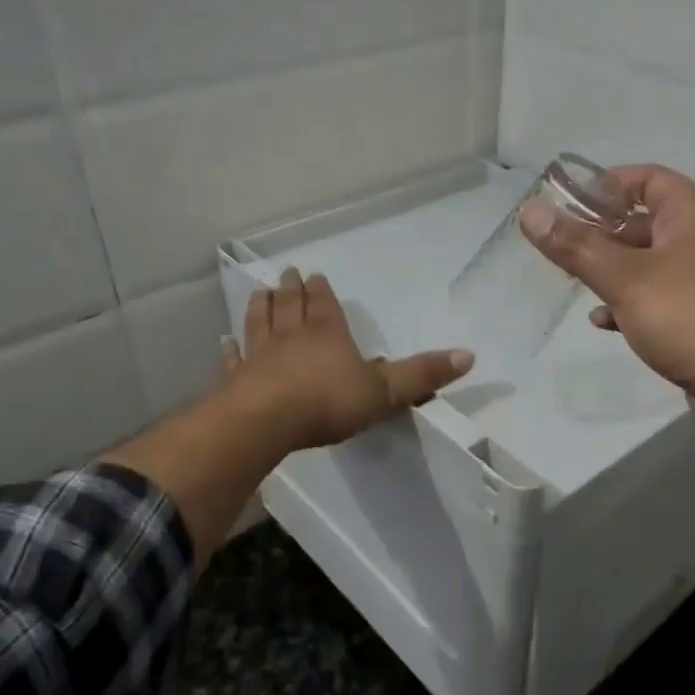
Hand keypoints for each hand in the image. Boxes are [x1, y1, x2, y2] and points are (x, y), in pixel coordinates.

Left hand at [224, 266, 473, 452]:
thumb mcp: (385, 390)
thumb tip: (469, 354)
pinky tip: (225, 342)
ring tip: (260, 292)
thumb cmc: (328, 402)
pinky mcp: (236, 380)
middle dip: (290, 290)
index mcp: (327, 333)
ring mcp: (259, 356)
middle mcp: (291, 337)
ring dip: (260, 307)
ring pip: (259, 324)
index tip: (313, 275)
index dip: (320, 291)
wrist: (266, 422)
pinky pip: (233, 359)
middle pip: (290, 306)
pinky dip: (230, 350)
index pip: (325, 305)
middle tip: (286, 273)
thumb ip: (422, 374)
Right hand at [520, 164, 694, 424]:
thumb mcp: (625, 278)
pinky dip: (627, 304)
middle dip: (600, 233)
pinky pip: (655, 298)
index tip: (567, 204)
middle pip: (642, 222)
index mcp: (691, 214)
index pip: (646, 178)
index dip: (606, 185)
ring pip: (646, 263)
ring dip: (610, 271)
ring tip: (573, 282)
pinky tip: (602, 322)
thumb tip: (530, 212)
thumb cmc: (687, 315)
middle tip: (560, 247)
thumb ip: (576, 246)